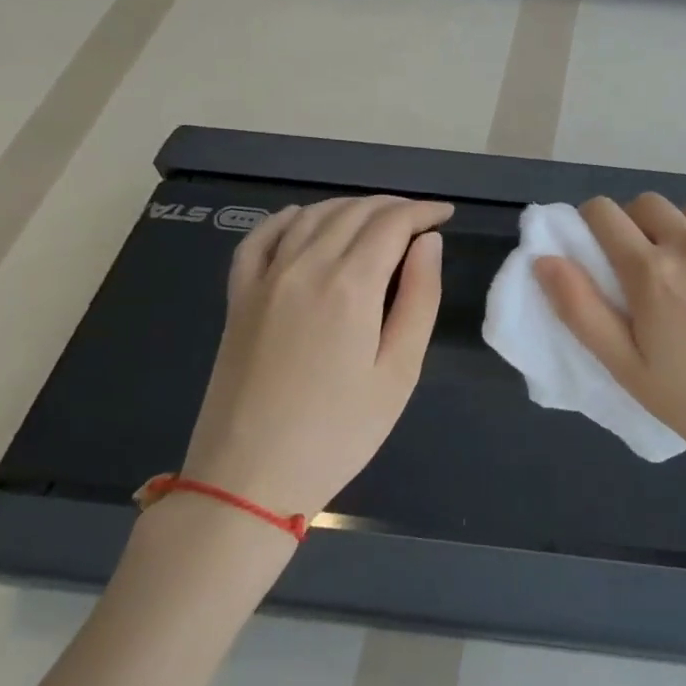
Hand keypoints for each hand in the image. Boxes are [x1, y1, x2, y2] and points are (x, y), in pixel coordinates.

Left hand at [179, 196, 450, 521]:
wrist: (248, 479)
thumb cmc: (339, 432)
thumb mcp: (400, 371)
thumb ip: (419, 298)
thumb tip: (429, 243)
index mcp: (350, 285)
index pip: (392, 223)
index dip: (424, 211)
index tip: (446, 214)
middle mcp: (305, 267)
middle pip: (354, 212)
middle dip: (394, 207)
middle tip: (422, 220)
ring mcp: (265, 279)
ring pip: (313, 215)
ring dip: (351, 207)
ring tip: (379, 221)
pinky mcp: (238, 297)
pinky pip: (261, 237)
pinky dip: (290, 218)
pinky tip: (306, 221)